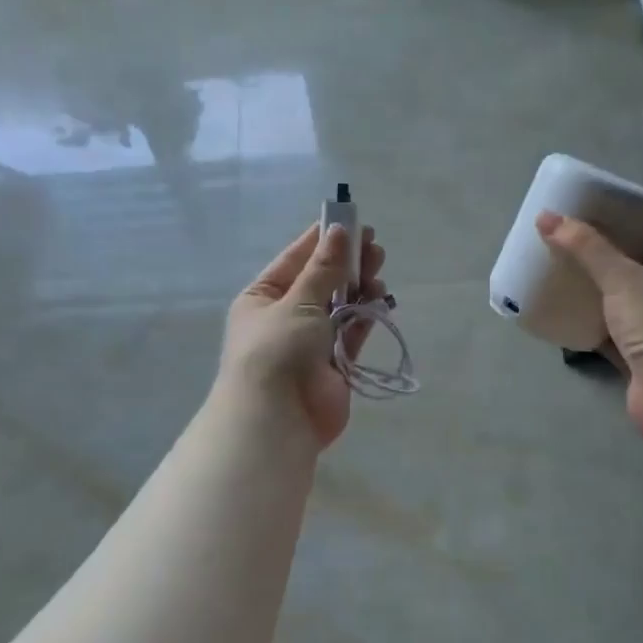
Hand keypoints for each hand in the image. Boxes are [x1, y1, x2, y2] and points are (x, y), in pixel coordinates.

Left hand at [219, 222, 387, 448]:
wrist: (277, 420)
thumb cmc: (276, 351)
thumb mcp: (297, 302)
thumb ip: (323, 269)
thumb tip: (340, 231)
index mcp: (262, 298)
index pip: (294, 260)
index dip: (321, 240)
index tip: (350, 222)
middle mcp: (285, 317)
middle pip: (320, 282)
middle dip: (346, 263)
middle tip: (374, 245)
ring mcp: (311, 342)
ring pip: (340, 306)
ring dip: (358, 286)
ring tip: (379, 267)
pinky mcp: (335, 363)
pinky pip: (352, 331)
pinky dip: (365, 314)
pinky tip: (380, 296)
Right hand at [538, 211, 642, 440]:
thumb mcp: (620, 277)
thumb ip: (584, 247)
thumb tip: (545, 216)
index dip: (619, 227)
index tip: (585, 220)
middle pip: (631, 271)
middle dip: (600, 262)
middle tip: (564, 249)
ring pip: (620, 305)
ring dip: (595, 297)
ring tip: (559, 279)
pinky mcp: (641, 358)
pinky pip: (610, 335)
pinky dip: (591, 328)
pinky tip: (565, 318)